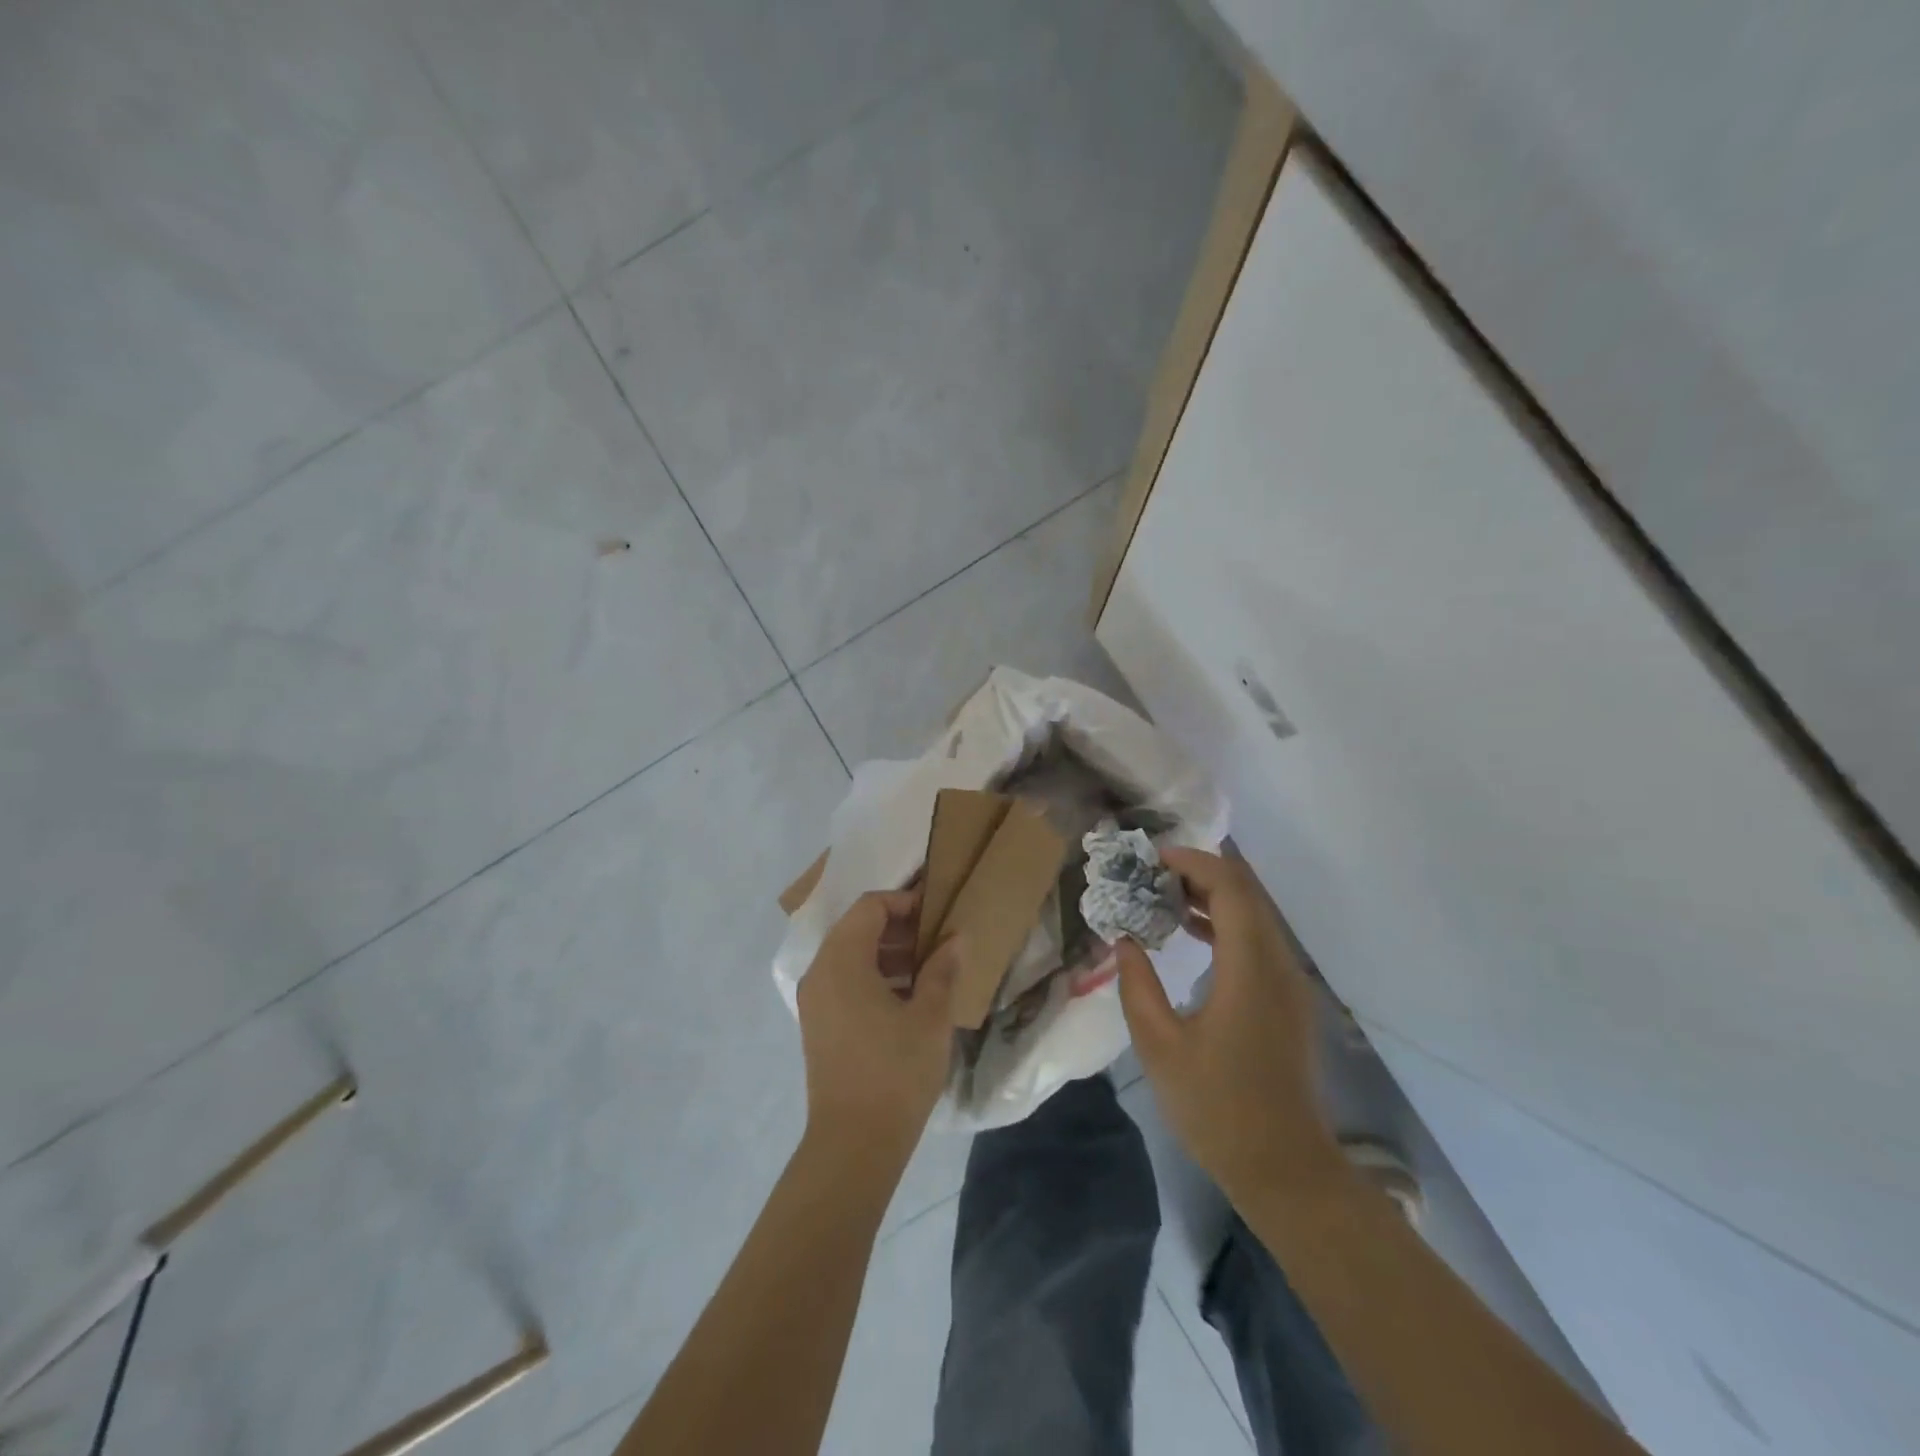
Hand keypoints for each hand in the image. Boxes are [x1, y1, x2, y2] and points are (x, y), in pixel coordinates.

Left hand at [797, 890, 959, 1166]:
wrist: (853, 1144)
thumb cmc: (895, 1072)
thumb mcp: (930, 1017)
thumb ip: (942, 969)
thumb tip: (955, 938)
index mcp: (842, 960)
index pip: (870, 907)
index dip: (905, 901)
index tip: (937, 913)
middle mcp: (820, 971)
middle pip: (857, 927)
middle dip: (898, 927)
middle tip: (937, 940)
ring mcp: (814, 999)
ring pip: (850, 955)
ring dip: (887, 952)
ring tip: (928, 969)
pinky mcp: (818, 1023)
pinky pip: (844, 981)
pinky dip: (873, 976)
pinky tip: (907, 998)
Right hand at [1115, 847, 1336, 1203]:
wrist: (1286, 1169)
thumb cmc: (1218, 1108)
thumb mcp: (1160, 1047)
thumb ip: (1137, 986)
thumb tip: (1124, 941)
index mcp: (1250, 969)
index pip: (1230, 889)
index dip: (1193, 862)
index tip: (1152, 858)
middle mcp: (1278, 965)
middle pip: (1246, 894)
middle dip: (1199, 873)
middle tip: (1151, 873)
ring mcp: (1289, 983)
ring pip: (1254, 916)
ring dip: (1212, 897)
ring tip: (1162, 895)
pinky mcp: (1288, 1001)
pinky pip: (1258, 941)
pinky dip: (1224, 924)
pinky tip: (1189, 933)